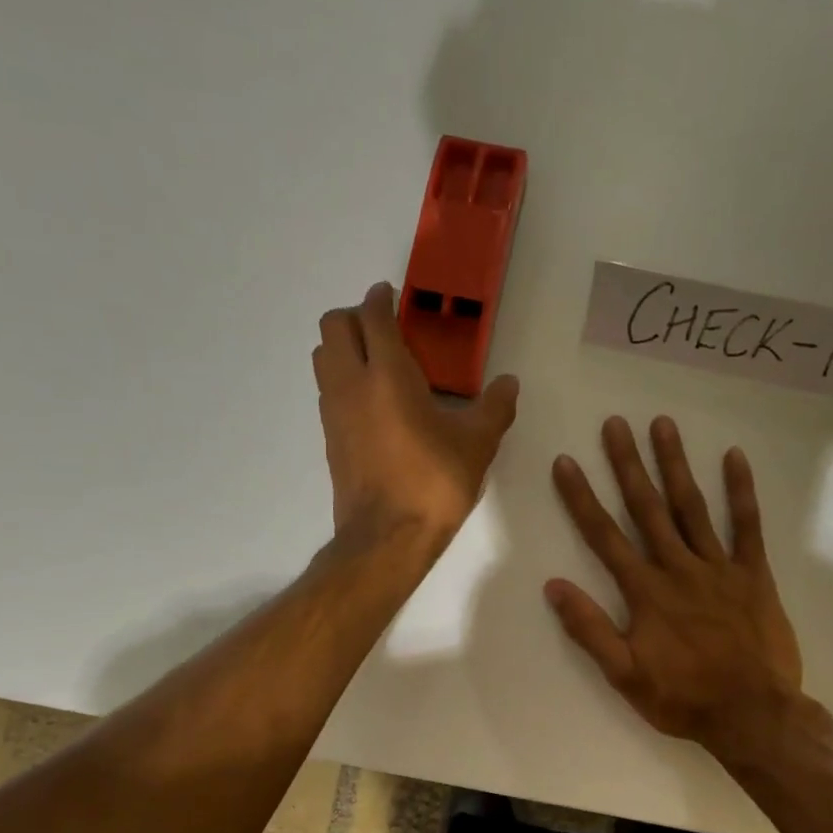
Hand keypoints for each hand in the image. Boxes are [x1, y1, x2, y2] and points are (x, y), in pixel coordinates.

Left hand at [313, 283, 519, 553]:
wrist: (387, 538)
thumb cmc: (433, 484)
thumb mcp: (477, 445)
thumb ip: (495, 408)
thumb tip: (509, 382)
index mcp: (387, 375)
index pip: (373, 316)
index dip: (380, 298)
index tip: (392, 295)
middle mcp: (351, 384)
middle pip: (333, 327)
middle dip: (355, 317)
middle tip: (385, 329)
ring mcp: (334, 413)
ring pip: (323, 358)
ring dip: (343, 348)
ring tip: (377, 364)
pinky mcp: (329, 439)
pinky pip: (328, 391)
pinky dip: (342, 381)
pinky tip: (373, 404)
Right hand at [546, 416, 802, 753]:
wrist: (752, 714)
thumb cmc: (683, 698)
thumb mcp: (624, 674)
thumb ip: (589, 629)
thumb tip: (554, 586)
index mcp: (645, 592)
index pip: (605, 536)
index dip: (581, 498)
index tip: (566, 462)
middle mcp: (678, 569)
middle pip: (647, 509)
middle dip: (627, 465)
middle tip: (615, 423)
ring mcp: (718, 568)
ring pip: (691, 507)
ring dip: (675, 465)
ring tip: (662, 425)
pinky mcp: (753, 575)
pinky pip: (747, 526)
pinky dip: (741, 492)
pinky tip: (733, 457)